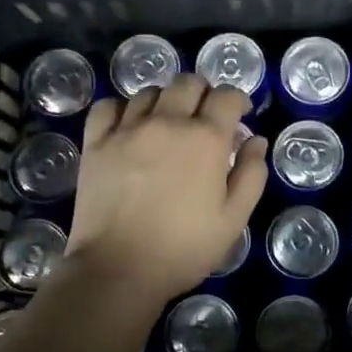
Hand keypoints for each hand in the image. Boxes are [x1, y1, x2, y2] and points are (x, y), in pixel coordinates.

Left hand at [67, 74, 268, 305]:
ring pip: (151, 91)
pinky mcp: (96, 142)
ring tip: (168, 123)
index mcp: (206, 138)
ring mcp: (127, 129)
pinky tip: (129, 125)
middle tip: (205, 118)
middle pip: (188, 83)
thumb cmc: (184, 247)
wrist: (119, 268)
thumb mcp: (234, 218)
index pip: (227, 96)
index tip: (239, 115)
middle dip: (204, 93)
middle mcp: (167, 121)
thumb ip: (251, 174)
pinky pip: (108, 105)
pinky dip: (123, 108)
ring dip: (167, 100)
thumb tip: (255, 140)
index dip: (237, 100)